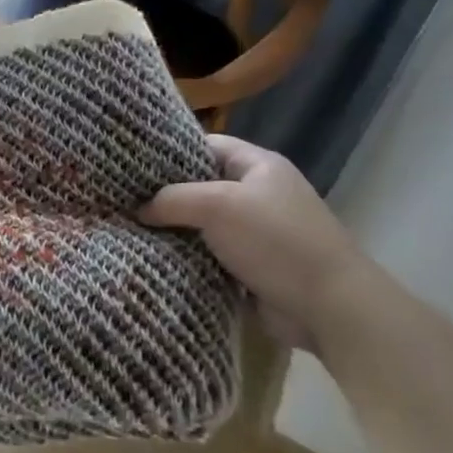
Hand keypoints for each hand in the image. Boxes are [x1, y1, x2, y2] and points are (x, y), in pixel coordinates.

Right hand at [139, 135, 370, 352]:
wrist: (330, 308)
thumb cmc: (276, 241)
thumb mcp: (217, 206)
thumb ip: (172, 199)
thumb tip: (139, 209)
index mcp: (259, 165)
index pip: (206, 145)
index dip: (170, 151)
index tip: (132, 163)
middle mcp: (258, 193)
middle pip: (201, 185)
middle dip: (165, 193)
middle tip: (122, 197)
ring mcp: (256, 232)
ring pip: (202, 222)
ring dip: (173, 229)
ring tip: (128, 227)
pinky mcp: (252, 266)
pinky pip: (209, 253)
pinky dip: (186, 255)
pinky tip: (154, 256)